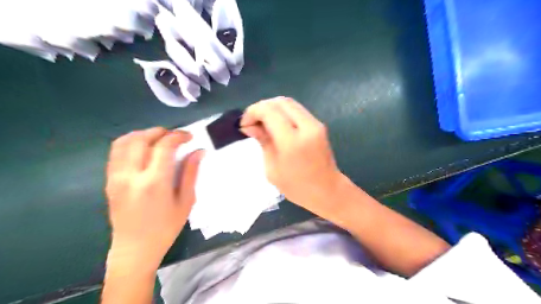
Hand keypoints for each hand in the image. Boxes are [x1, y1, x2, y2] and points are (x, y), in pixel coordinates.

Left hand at [104, 129, 203, 272]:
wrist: (135, 249)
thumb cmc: (166, 227)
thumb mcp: (186, 201)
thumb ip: (191, 173)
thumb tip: (199, 151)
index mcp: (154, 182)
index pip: (164, 146)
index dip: (178, 136)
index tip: (189, 136)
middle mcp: (132, 175)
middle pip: (141, 139)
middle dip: (160, 132)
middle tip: (175, 136)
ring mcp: (116, 177)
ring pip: (124, 142)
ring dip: (143, 134)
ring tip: (158, 139)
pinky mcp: (109, 181)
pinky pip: (115, 153)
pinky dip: (129, 143)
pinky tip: (142, 149)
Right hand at [242, 98, 345, 218]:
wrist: (328, 191)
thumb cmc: (297, 187)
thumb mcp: (272, 169)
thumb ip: (263, 142)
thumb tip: (250, 126)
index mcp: (292, 141)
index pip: (269, 111)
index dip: (252, 112)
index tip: (244, 124)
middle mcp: (306, 127)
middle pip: (280, 102)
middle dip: (261, 107)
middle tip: (252, 122)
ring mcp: (315, 124)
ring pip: (289, 103)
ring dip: (272, 108)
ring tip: (262, 122)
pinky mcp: (319, 124)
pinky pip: (297, 110)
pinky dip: (282, 112)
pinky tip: (275, 124)